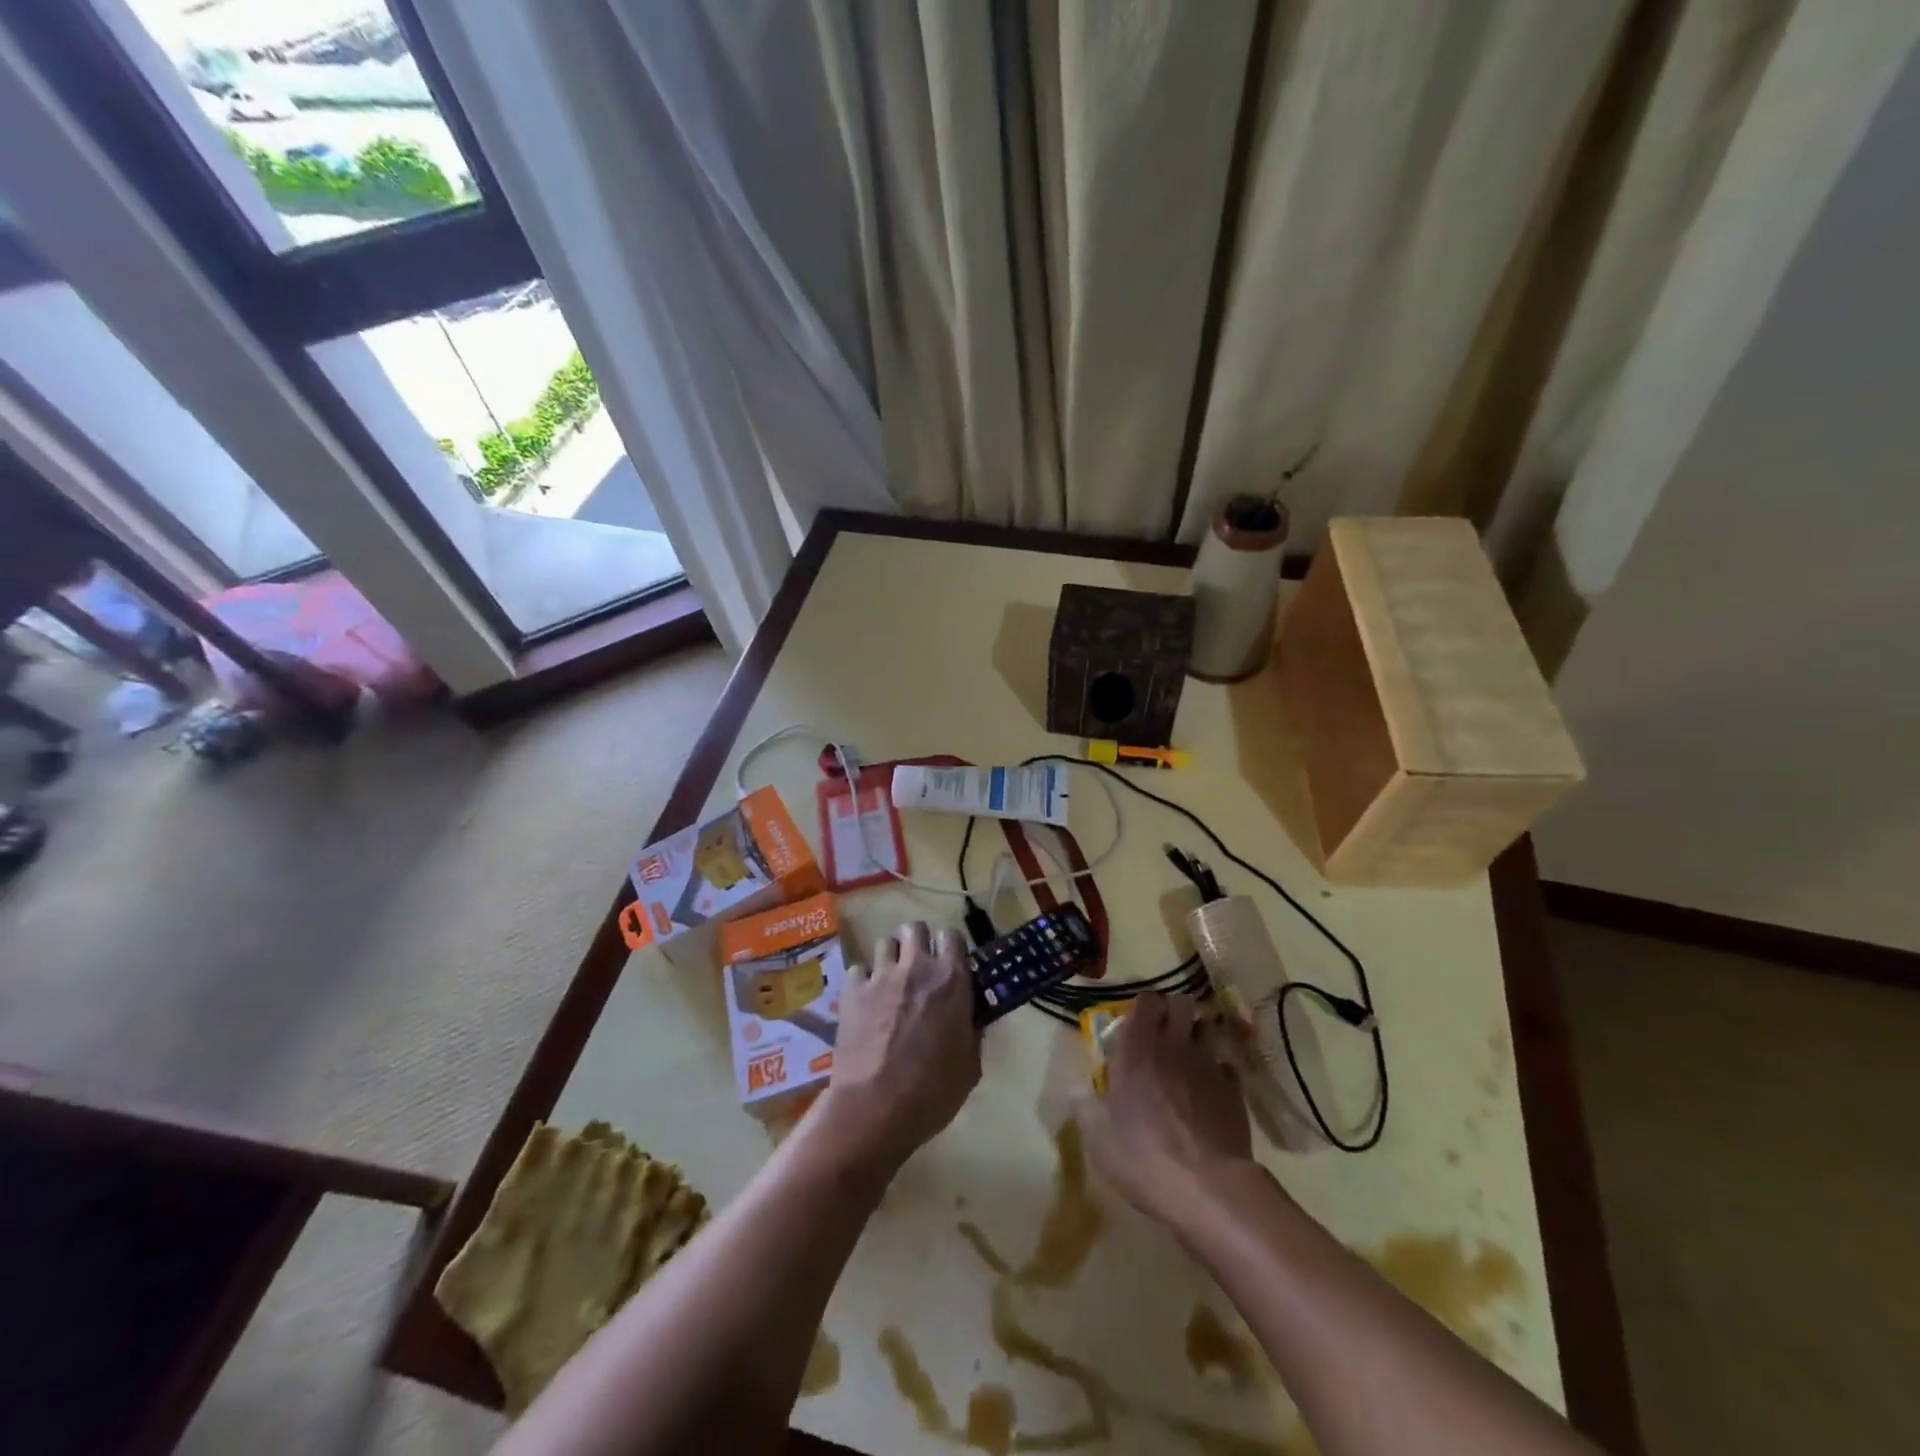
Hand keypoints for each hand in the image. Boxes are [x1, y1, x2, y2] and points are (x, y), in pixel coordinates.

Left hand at [816, 921, 980, 1175]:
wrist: (876, 1108)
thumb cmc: (933, 1092)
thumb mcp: (970, 1065)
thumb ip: (971, 1030)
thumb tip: (970, 1017)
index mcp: (951, 980)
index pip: (952, 936)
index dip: (950, 947)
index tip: (949, 964)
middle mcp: (916, 967)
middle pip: (915, 928)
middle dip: (917, 942)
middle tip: (918, 967)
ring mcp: (881, 976)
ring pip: (885, 942)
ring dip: (891, 957)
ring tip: (891, 981)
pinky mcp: (852, 991)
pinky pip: (858, 970)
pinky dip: (863, 981)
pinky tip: (865, 1001)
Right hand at [1073, 990, 1254, 1230]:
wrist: (1207, 1187)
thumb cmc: (1143, 1156)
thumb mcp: (1098, 1137)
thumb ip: (1085, 1104)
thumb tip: (1076, 1085)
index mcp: (1137, 1049)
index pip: (1146, 1001)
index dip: (1144, 1006)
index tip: (1136, 1021)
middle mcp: (1173, 1045)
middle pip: (1181, 1003)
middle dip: (1173, 1011)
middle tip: (1163, 1032)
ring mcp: (1207, 1064)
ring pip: (1207, 1027)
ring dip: (1197, 1034)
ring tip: (1187, 1055)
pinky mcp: (1233, 1089)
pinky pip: (1225, 1065)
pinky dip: (1217, 1071)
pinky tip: (1208, 1090)